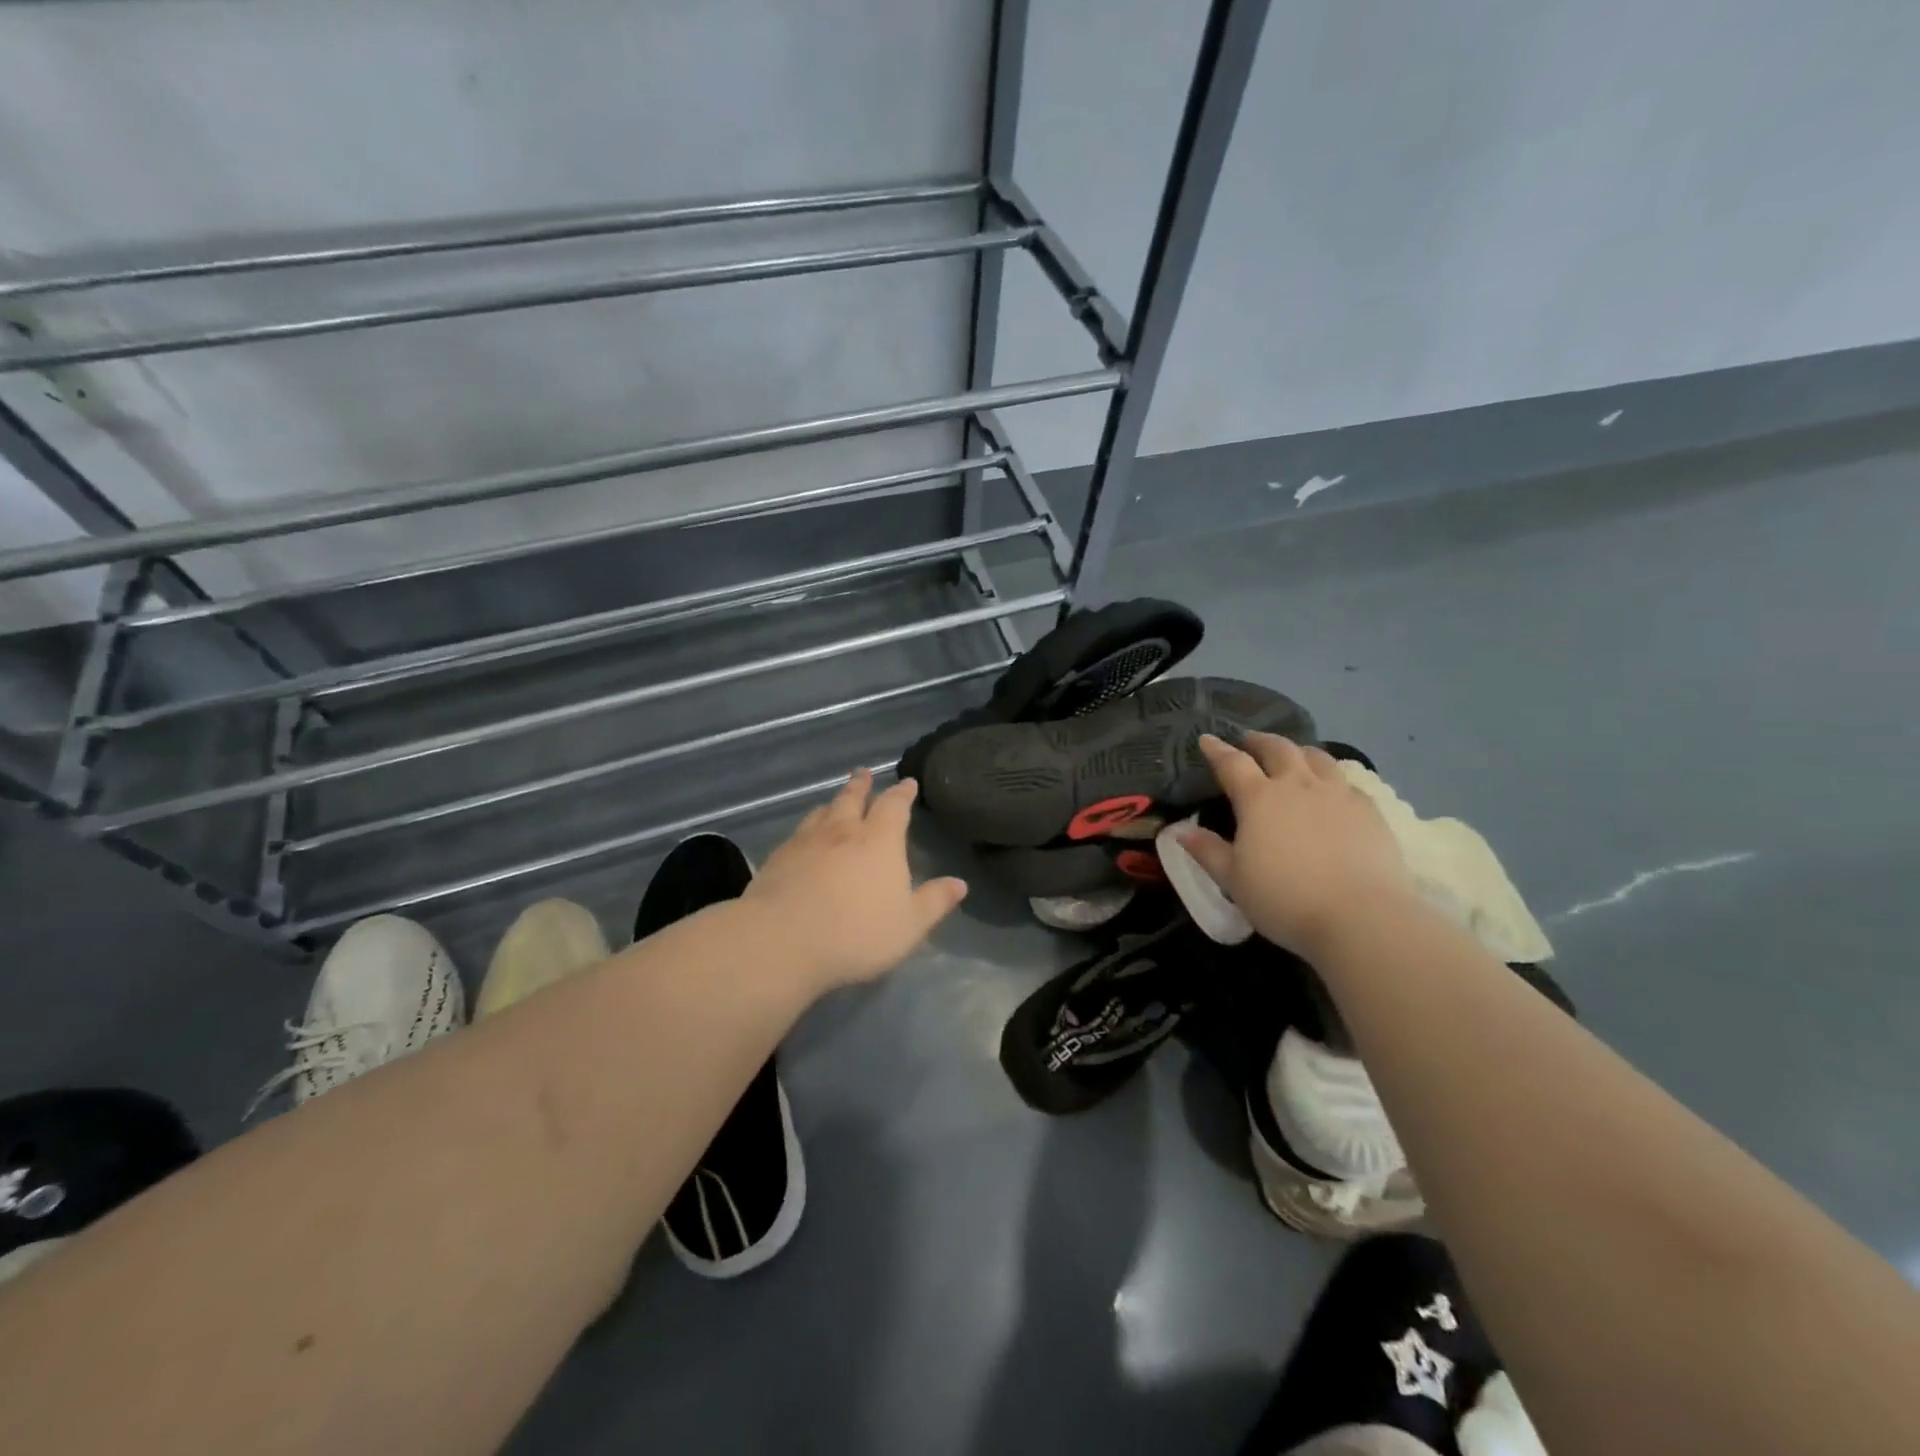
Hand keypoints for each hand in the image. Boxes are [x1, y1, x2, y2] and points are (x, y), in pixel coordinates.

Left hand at [743, 769, 967, 990]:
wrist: (782, 940)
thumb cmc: (856, 933)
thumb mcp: (909, 925)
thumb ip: (934, 902)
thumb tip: (959, 883)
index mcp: (879, 841)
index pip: (895, 806)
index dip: (902, 793)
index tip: (907, 783)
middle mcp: (843, 831)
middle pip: (853, 798)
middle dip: (862, 785)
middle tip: (864, 773)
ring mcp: (806, 841)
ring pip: (822, 812)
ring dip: (833, 803)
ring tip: (835, 801)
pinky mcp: (778, 857)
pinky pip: (798, 833)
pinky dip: (808, 827)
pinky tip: (804, 837)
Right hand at [1180, 733, 1414, 957]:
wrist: (1360, 918)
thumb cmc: (1284, 899)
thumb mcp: (1233, 880)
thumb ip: (1206, 851)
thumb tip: (1179, 831)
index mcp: (1259, 799)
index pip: (1232, 763)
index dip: (1217, 749)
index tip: (1207, 739)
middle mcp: (1298, 786)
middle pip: (1278, 749)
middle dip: (1259, 741)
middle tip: (1249, 741)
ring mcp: (1338, 795)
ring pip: (1317, 757)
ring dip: (1298, 751)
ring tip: (1292, 755)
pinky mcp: (1370, 811)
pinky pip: (1347, 781)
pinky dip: (1331, 777)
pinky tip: (1332, 789)